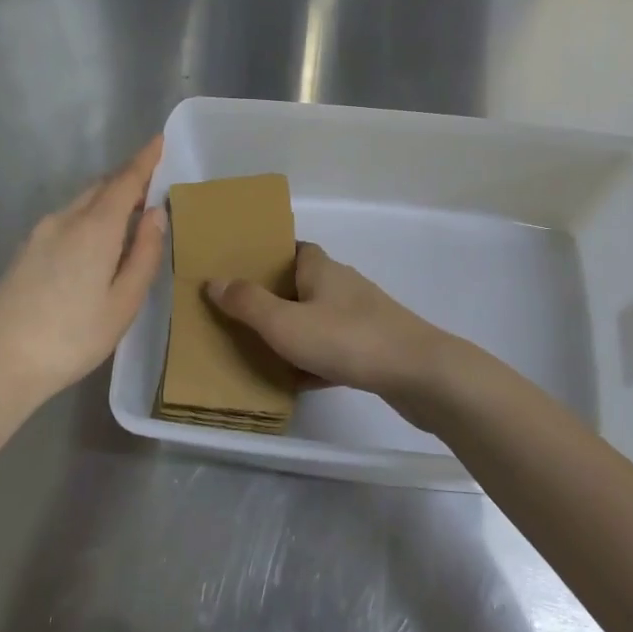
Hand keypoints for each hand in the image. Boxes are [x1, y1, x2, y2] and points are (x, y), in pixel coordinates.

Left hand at [0, 137, 166, 412]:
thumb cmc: (72, 338)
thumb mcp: (123, 303)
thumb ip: (145, 254)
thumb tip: (155, 214)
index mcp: (94, 228)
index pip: (125, 180)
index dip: (145, 160)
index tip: (159, 140)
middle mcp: (64, 220)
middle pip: (100, 187)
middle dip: (127, 179)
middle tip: (153, 182)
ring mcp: (38, 235)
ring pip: (81, 204)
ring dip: (107, 199)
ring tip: (130, 215)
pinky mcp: (23, 253)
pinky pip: (66, 220)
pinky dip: (89, 217)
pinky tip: (96, 243)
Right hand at [206, 242, 461, 426]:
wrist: (418, 373)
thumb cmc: (346, 339)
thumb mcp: (284, 323)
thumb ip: (247, 303)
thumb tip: (214, 280)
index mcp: (321, 269)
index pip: (294, 249)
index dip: (269, 257)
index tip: (242, 272)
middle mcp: (343, 285)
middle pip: (304, 285)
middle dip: (276, 298)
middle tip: (243, 315)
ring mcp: (363, 316)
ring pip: (319, 319)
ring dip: (295, 331)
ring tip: (262, 349)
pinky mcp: (376, 347)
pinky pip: (336, 349)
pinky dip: (316, 361)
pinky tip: (298, 382)